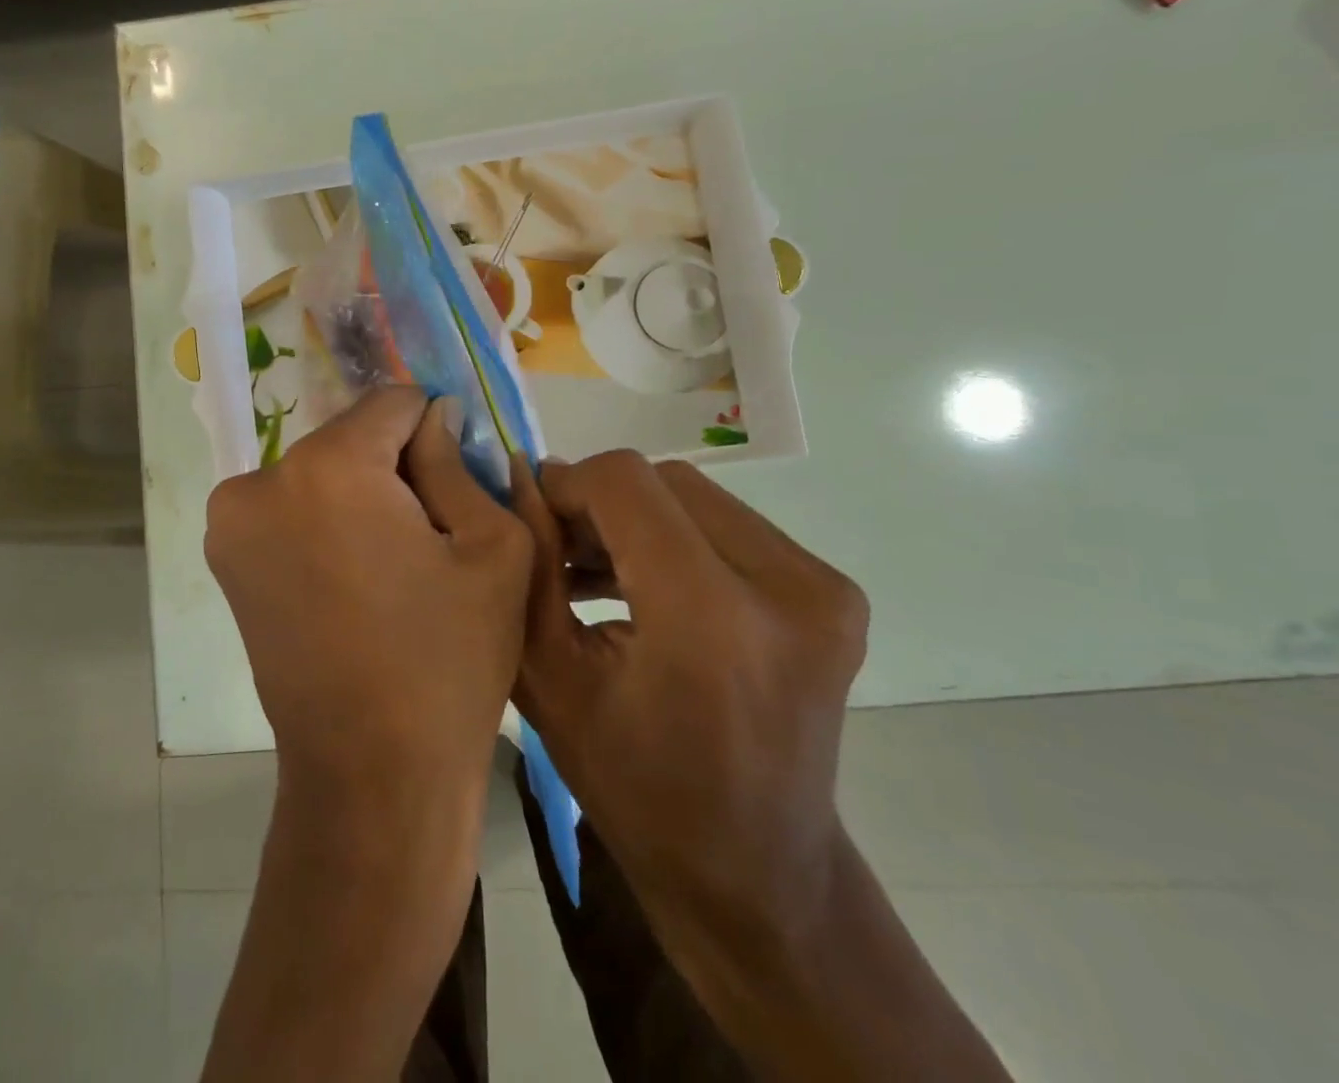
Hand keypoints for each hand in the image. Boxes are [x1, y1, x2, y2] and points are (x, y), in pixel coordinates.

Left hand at [206, 387, 532, 799]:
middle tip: (429, 533)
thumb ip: (456, 461)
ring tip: (391, 564)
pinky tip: (354, 579)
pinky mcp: (223, 558)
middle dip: (394, 467)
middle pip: (352, 438)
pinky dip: (324, 522)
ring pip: (320, 471)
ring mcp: (230, 521)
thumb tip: (433, 415)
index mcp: (329, 468)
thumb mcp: (493, 547)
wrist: (371, 773)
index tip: (456, 479)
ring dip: (358, 495)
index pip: (394, 404)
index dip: (436, 433)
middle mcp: (261, 480)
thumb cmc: (449, 660)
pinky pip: (290, 508)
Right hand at [512, 451, 868, 951]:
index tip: (534, 516)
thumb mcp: (550, 677)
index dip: (568, 485)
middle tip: (560, 545)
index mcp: (710, 617)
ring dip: (637, 517)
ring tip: (592, 564)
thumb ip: (530, 565)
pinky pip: (730, 527)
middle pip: (665, 482)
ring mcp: (821, 588)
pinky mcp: (832, 593)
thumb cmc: (636, 790)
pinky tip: (637, 578)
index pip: (626, 483)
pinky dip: (676, 536)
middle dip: (600, 501)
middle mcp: (786, 587)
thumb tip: (521, 480)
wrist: (757, 873)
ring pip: (697, 498)